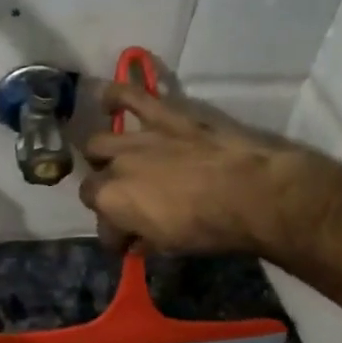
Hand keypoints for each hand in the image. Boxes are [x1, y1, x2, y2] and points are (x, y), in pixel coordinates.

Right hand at [78, 79, 341, 256]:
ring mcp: (136, 138)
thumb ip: (146, 239)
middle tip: (126, 201)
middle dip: (104, 196)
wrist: (249, 192)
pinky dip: (114, 96)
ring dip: (101, 156)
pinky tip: (108, 103)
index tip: (130, 242)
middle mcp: (114, 168)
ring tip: (112, 159)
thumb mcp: (171, 246)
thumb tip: (139, 240)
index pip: (103, 226)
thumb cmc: (210, 227)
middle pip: (92, 184)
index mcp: (112, 203)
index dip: (115, 235)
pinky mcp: (162, 115)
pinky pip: (129, 95)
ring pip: (98, 142)